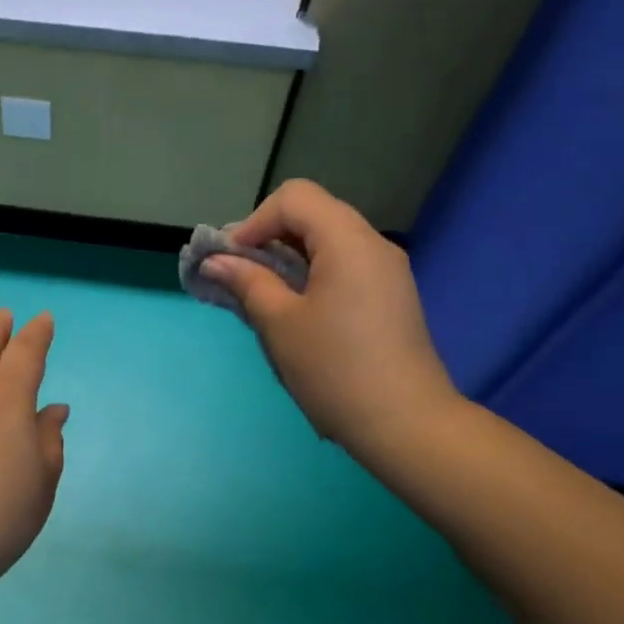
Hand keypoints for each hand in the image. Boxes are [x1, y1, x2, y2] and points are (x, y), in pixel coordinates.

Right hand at [202, 179, 459, 464]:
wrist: (407, 425)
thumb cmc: (335, 370)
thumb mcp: (279, 324)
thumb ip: (247, 282)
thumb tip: (216, 261)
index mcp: (348, 241)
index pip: (294, 198)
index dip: (255, 221)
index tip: (233, 260)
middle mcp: (373, 244)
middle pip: (313, 213)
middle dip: (270, 236)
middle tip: (242, 274)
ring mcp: (387, 270)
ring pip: (329, 239)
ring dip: (289, 255)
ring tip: (264, 293)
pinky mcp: (391, 295)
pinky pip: (345, 263)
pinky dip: (313, 271)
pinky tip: (297, 308)